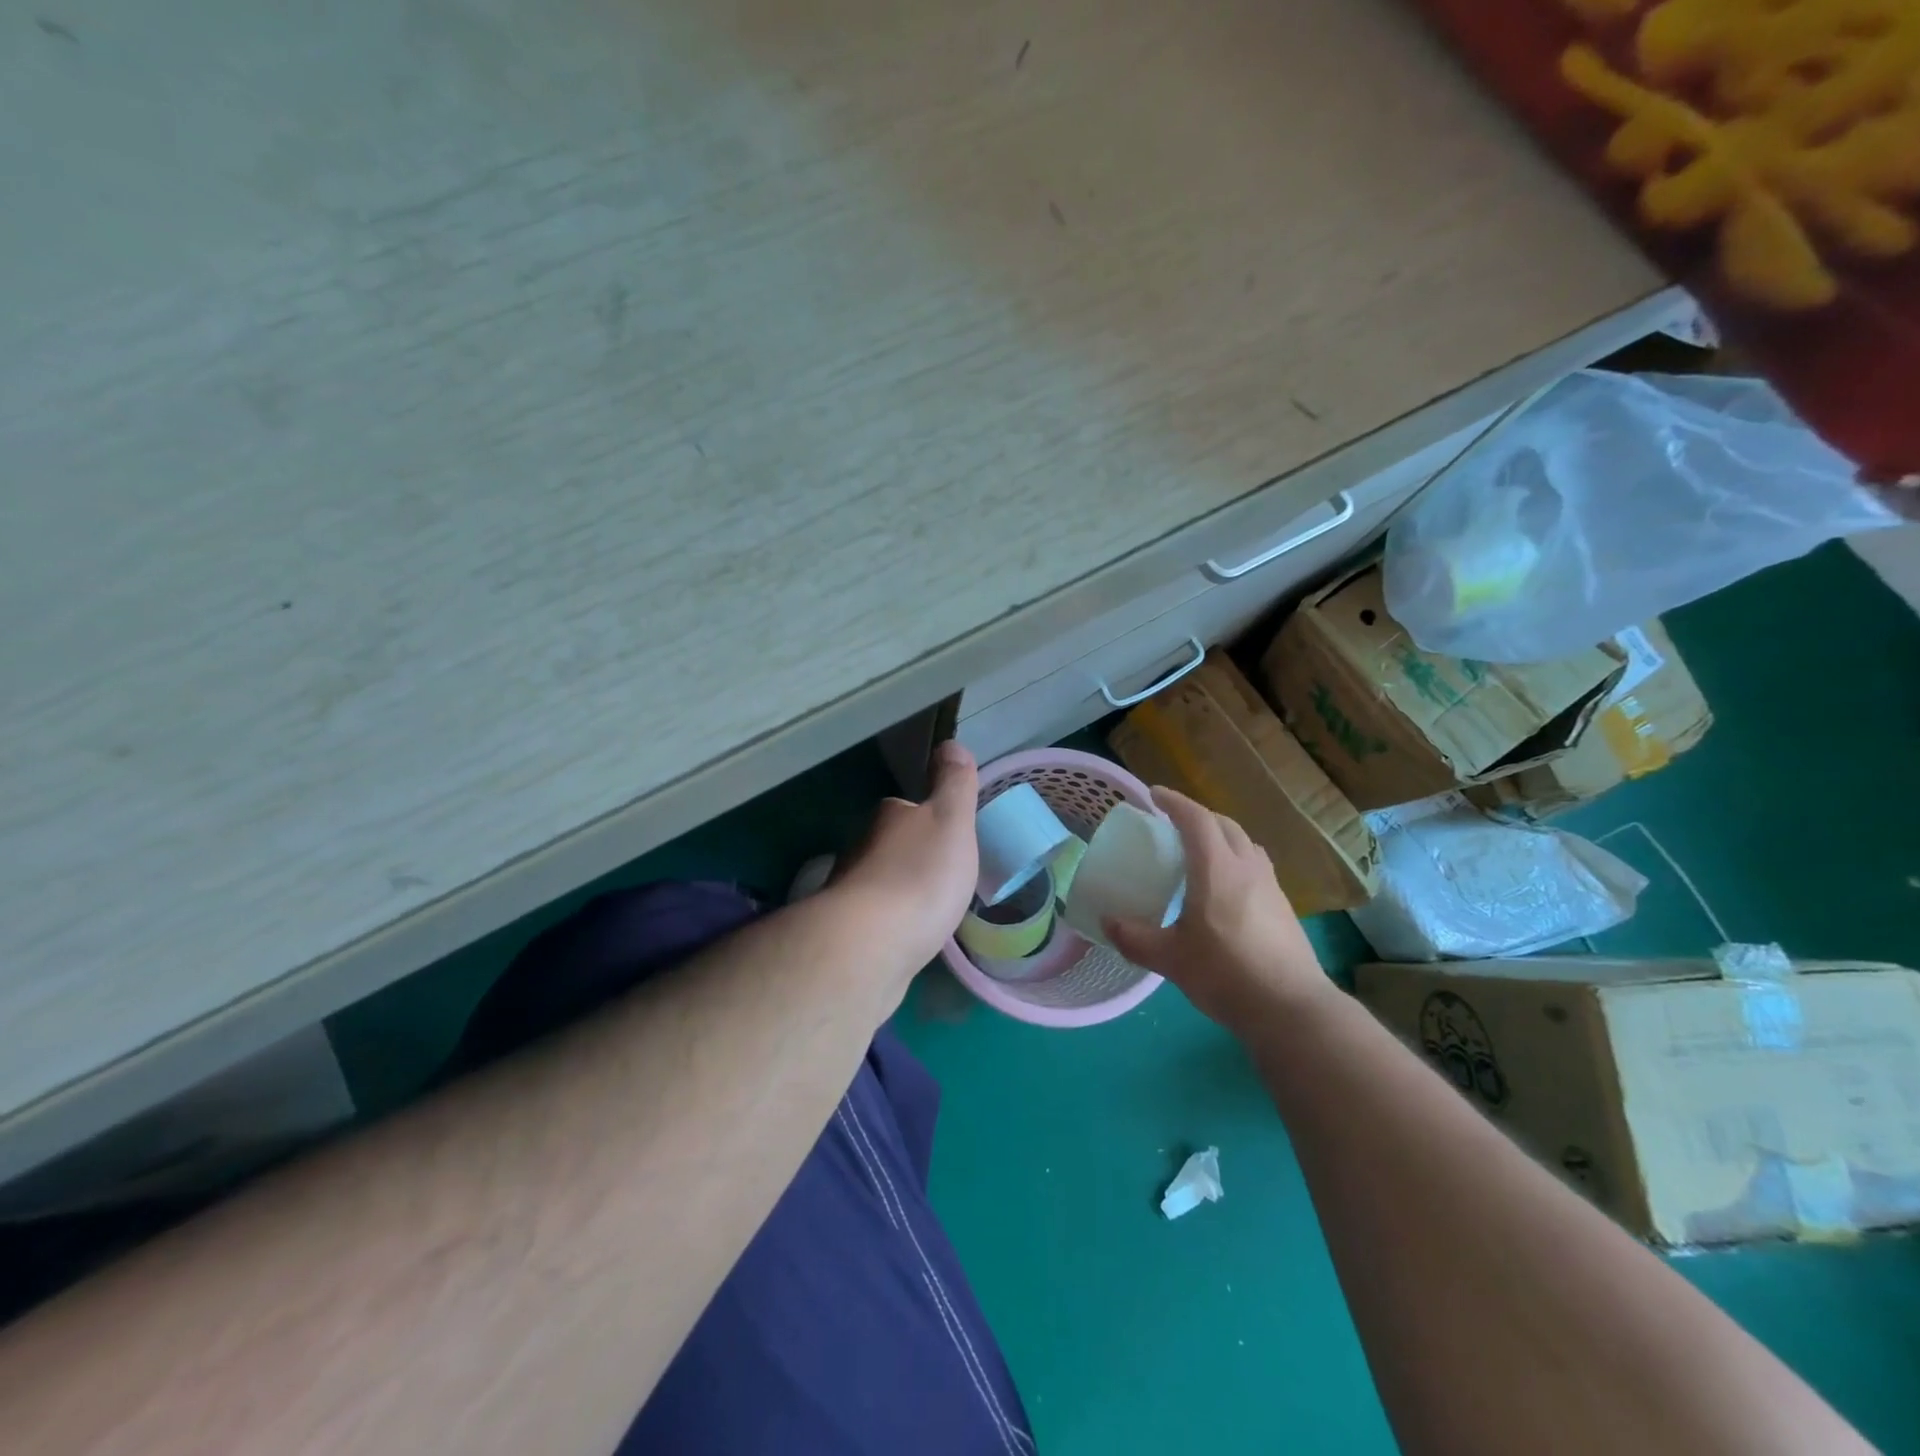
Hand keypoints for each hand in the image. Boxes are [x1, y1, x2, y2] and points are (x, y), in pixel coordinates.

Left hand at [832, 740, 980, 982]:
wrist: (869, 946)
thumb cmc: (920, 876)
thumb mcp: (951, 820)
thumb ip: (953, 784)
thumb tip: (949, 743)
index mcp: (889, 818)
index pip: (906, 808)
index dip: (927, 817)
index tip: (948, 836)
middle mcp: (861, 848)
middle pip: (890, 845)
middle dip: (912, 857)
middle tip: (943, 876)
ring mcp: (848, 892)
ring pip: (879, 883)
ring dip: (899, 892)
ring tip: (929, 910)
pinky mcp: (846, 934)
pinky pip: (874, 920)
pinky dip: (889, 924)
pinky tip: (906, 938)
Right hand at [1104, 787, 1330, 1032]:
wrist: (1291, 1009)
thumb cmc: (1226, 974)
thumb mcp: (1170, 959)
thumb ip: (1135, 938)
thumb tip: (1107, 923)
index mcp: (1217, 869)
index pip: (1196, 819)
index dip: (1174, 802)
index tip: (1154, 795)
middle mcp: (1247, 868)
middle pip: (1225, 825)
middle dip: (1198, 816)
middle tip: (1174, 824)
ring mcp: (1271, 886)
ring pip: (1245, 844)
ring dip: (1222, 837)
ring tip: (1201, 852)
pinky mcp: (1284, 907)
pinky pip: (1256, 867)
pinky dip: (1236, 861)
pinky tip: (1226, 889)